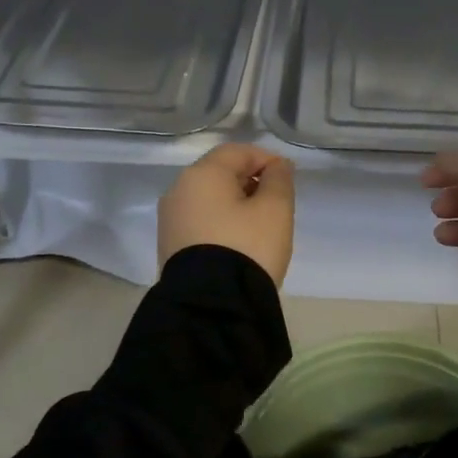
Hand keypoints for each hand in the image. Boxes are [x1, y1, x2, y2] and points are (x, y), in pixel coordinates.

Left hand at [159, 143, 295, 285]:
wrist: (213, 305)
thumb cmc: (248, 247)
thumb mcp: (275, 210)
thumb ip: (279, 180)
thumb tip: (277, 166)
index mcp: (201, 175)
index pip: (237, 152)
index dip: (266, 159)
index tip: (288, 177)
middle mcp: (178, 191)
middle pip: (219, 174)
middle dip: (250, 181)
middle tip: (277, 203)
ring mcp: (170, 220)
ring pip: (209, 199)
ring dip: (236, 204)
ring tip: (260, 226)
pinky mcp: (169, 246)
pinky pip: (200, 222)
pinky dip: (221, 223)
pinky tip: (238, 242)